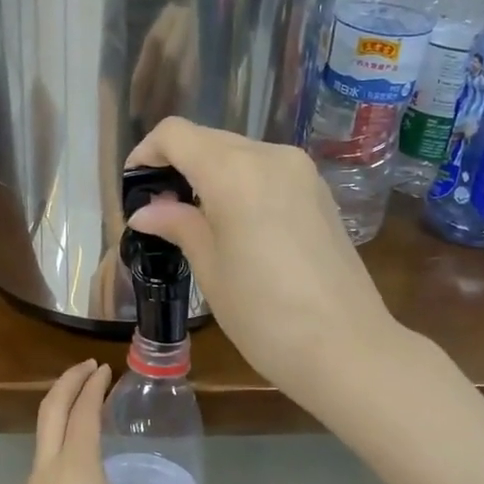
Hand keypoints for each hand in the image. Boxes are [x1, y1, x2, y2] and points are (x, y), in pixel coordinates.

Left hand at [12, 361, 212, 483]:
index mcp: (74, 473)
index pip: (80, 412)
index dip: (92, 386)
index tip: (104, 369)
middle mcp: (44, 478)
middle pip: (48, 414)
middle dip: (66, 385)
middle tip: (88, 370)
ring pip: (40, 444)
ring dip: (60, 420)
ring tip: (87, 417)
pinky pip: (40, 474)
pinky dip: (57, 453)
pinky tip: (79, 474)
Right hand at [124, 117, 395, 397]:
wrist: (348, 349)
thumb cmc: (264, 314)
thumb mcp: (210, 269)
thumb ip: (178, 226)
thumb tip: (146, 211)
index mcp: (235, 171)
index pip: (176, 135)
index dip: (147, 153)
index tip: (134, 187)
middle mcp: (270, 156)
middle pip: (208, 139)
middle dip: (177, 164)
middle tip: (159, 209)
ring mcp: (302, 171)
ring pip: (239, 153)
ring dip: (209, 173)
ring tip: (194, 219)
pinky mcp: (320, 192)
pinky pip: (267, 171)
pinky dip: (240, 183)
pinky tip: (234, 222)